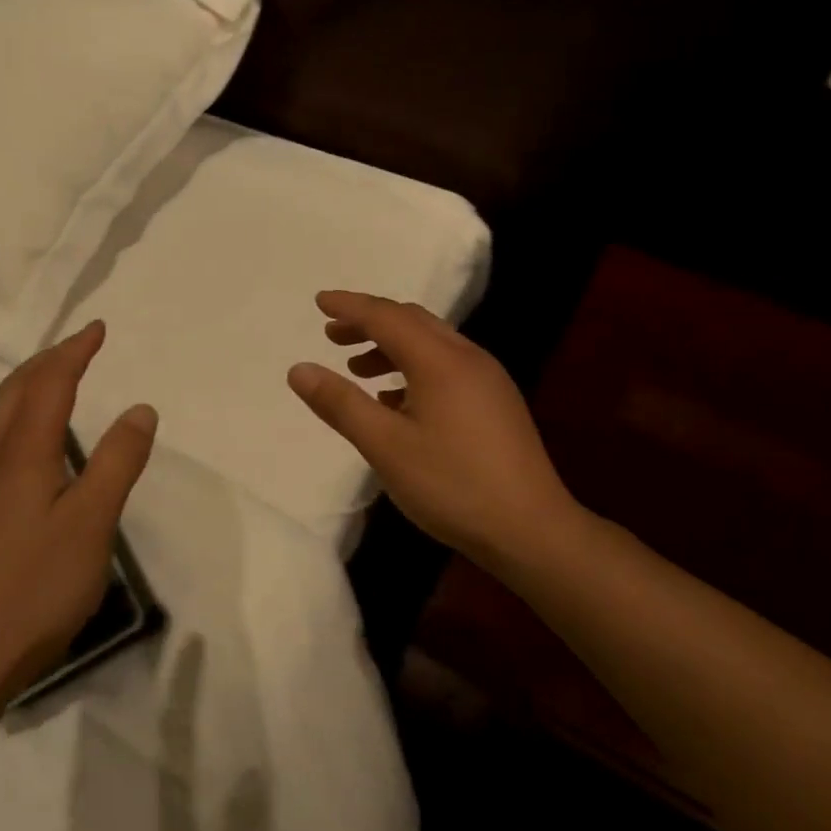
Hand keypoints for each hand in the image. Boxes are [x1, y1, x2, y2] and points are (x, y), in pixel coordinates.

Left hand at [0, 321, 156, 695]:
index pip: (49, 383)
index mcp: (21, 454)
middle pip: (16, 390)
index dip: (74, 351)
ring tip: (59, 379)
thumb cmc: (37, 586)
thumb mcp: (92, 522)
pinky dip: (21, 415)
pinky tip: (32, 441)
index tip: (98, 328)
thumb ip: (117, 462)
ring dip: (31, 385)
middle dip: (49, 359)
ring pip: (1, 415)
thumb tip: (140, 409)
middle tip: (80, 345)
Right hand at [287, 291, 580, 565]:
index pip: (386, 316)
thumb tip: (299, 369)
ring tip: (357, 369)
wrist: (532, 530)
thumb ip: (340, 404)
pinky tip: (395, 402)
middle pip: (412, 322)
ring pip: (431, 344)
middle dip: (369, 322)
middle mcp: (467, 358)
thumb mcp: (385, 447)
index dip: (350, 306)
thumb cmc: (452, 485)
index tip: (319, 301)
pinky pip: (447, 367)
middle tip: (332, 335)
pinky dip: (413, 369)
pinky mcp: (496, 402)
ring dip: (390, 347)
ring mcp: (488, 379)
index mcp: (440, 361)